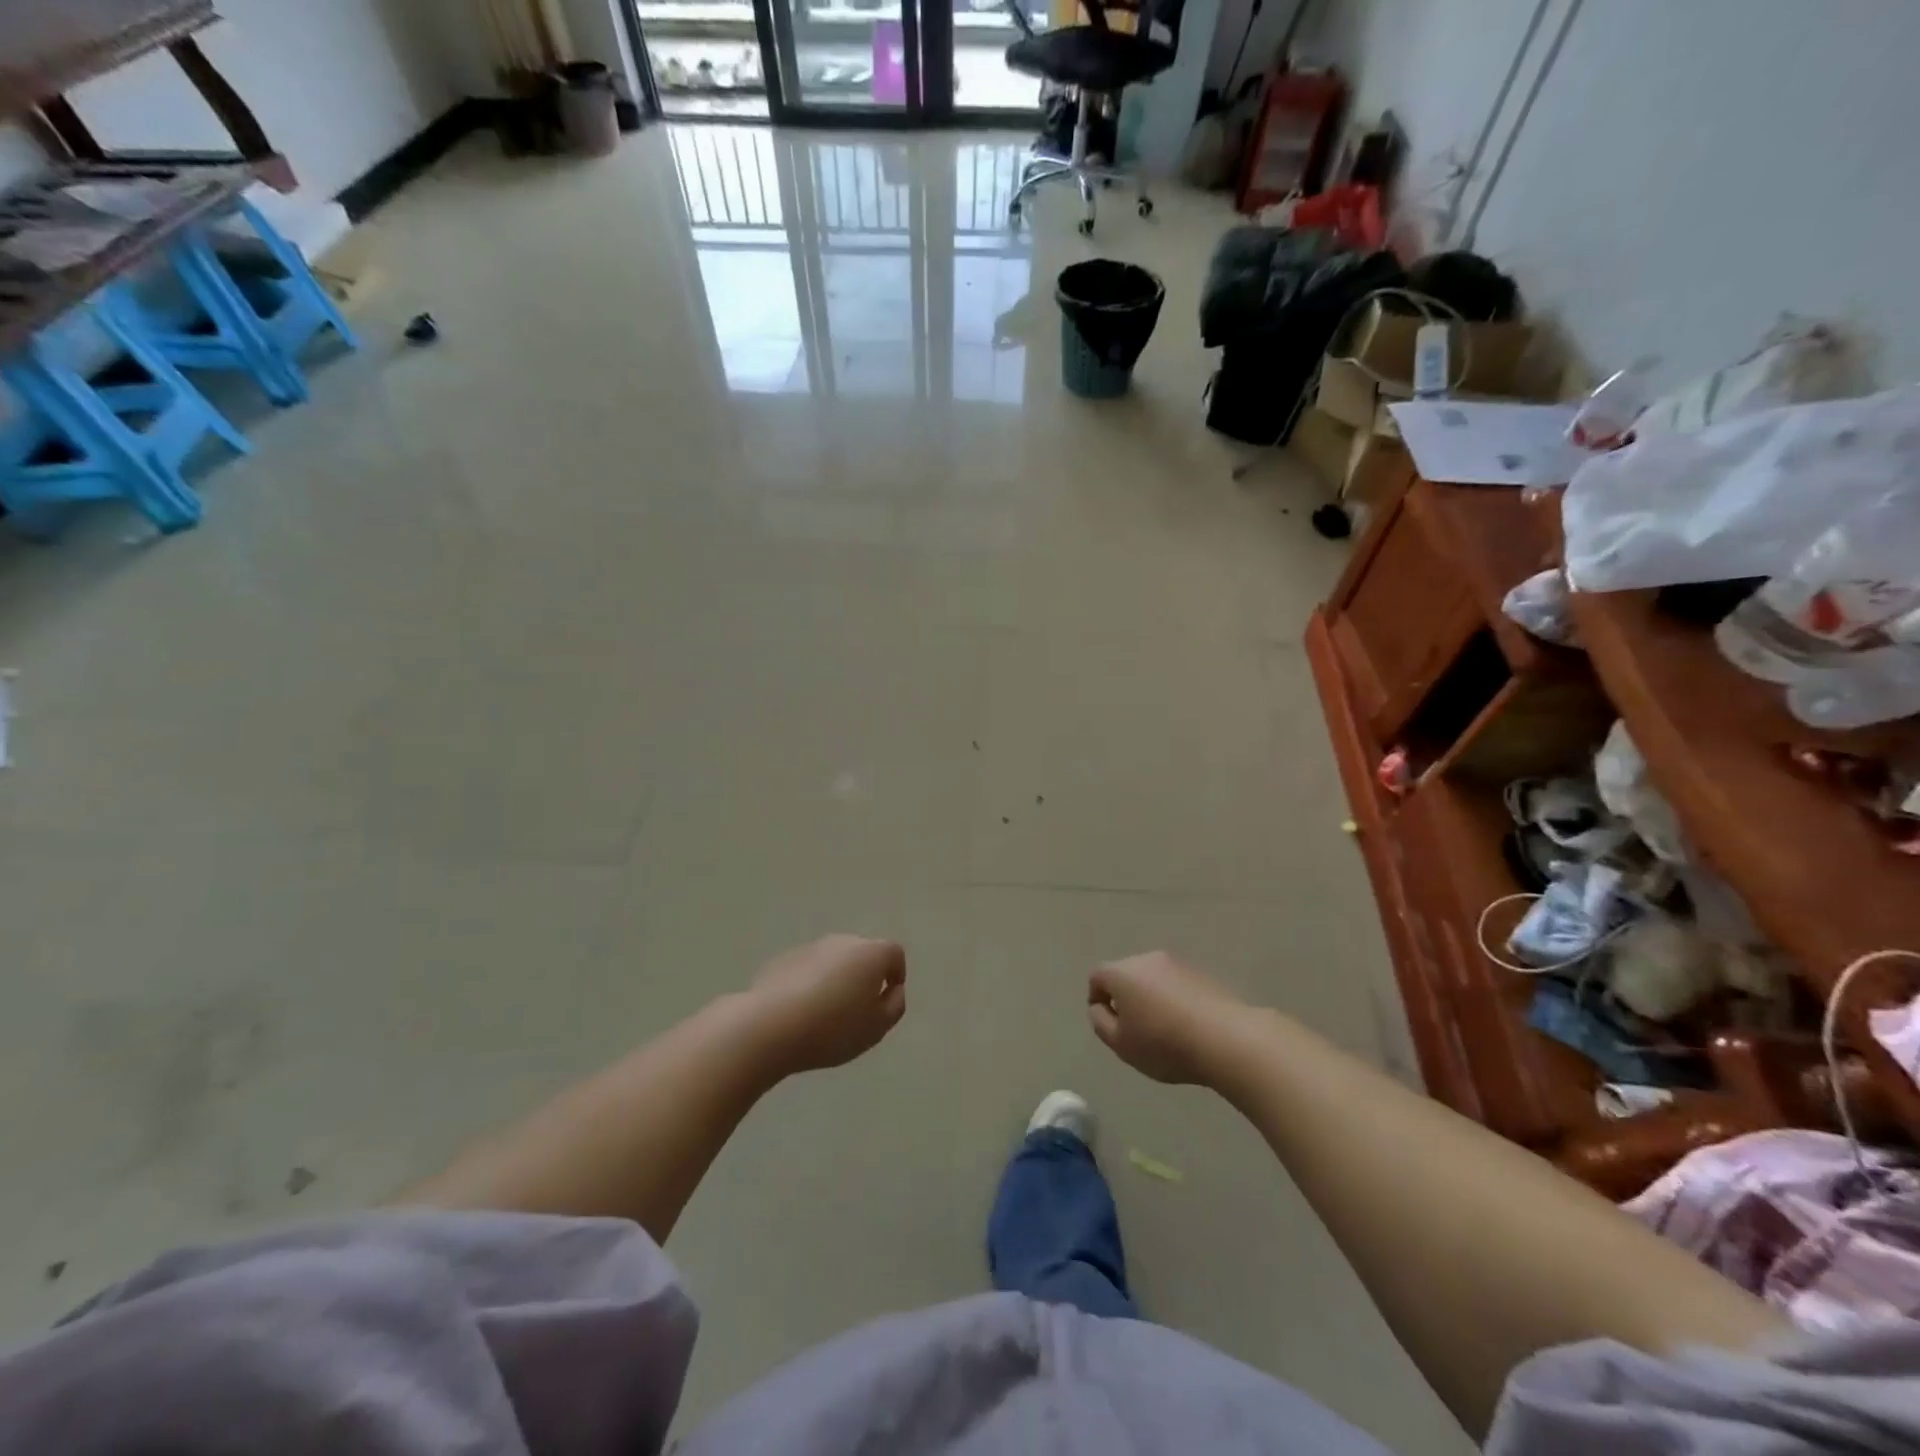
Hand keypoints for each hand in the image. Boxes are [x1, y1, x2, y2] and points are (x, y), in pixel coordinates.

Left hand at [747, 934, 906, 1075]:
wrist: (770, 1026)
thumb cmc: (834, 1028)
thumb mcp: (877, 1027)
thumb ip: (894, 1005)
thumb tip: (893, 990)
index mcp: (871, 953)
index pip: (894, 954)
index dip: (896, 976)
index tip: (886, 1002)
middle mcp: (843, 941)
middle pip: (863, 954)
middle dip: (864, 977)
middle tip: (857, 1012)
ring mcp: (810, 947)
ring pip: (833, 962)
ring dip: (836, 981)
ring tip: (826, 1016)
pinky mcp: (783, 960)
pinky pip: (807, 970)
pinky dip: (810, 985)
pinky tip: (800, 1014)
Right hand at [1088, 950, 1246, 1084]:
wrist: (1226, 1039)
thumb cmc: (1164, 1043)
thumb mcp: (1121, 1044)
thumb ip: (1100, 1023)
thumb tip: (1100, 1007)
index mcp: (1121, 972)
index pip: (1097, 977)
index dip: (1097, 1000)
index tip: (1109, 1025)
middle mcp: (1147, 959)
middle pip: (1126, 974)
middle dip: (1125, 997)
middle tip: (1134, 1029)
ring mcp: (1177, 963)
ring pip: (1153, 978)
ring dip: (1151, 997)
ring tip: (1163, 1029)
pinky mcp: (1202, 973)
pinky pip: (1177, 985)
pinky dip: (1175, 1000)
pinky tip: (1187, 1026)